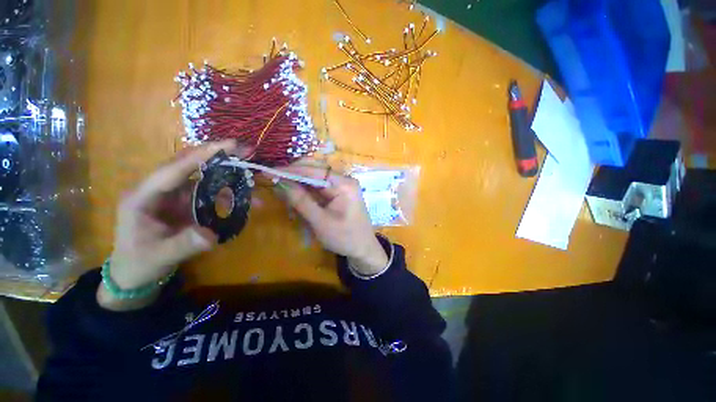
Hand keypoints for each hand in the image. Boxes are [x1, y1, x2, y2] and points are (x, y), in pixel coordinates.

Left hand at [97, 140, 236, 310]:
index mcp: (143, 197)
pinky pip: (208, 193)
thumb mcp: (160, 256)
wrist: (134, 272)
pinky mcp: (184, 203)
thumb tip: (211, 235)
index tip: (228, 145)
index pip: (173, 170)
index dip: (201, 156)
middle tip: (244, 150)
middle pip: (188, 165)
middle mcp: (158, 190)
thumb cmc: (139, 262)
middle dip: (216, 156)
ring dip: (226, 174)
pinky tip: (242, 197)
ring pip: (201, 177)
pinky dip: (226, 193)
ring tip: (249, 174)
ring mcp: (172, 196)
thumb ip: (184, 245)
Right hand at [276, 165, 387, 275]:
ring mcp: (342, 186)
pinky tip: (294, 191)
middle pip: (316, 171)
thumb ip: (301, 201)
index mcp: (344, 184)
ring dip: (299, 181)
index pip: (315, 171)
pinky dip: (306, 190)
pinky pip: (320, 187)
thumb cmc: (345, 237)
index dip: (292, 170)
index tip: (271, 170)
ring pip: (316, 179)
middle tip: (273, 177)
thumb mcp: (321, 221)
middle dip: (294, 174)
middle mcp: (344, 180)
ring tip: (279, 183)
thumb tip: (281, 183)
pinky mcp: (339, 193)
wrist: (363, 249)